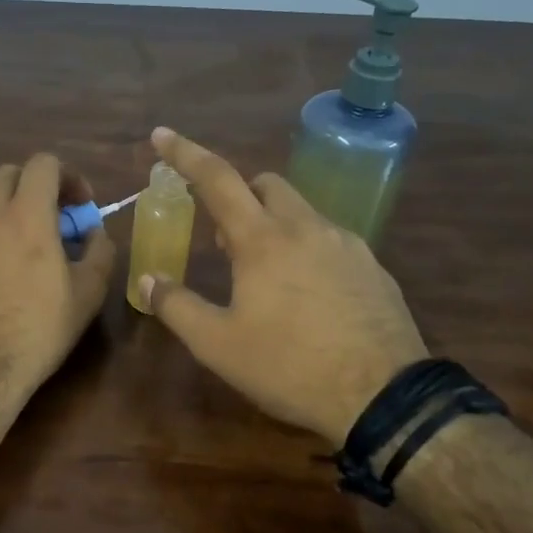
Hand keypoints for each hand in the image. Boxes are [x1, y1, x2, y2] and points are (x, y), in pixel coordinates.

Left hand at [0, 154, 115, 403]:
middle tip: (48, 219)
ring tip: (10, 240)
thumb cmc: (37, 330)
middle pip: (6, 176)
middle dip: (31, 187)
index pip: (44, 164)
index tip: (79, 204)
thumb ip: (100, 252)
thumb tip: (96, 233)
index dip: (67, 175)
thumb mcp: (88, 295)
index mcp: (26, 215)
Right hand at [136, 127, 427, 445]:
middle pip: (266, 184)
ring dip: (274, 223)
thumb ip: (177, 307)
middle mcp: (306, 227)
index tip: (162, 135)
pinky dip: (307, 247)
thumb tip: (148, 280)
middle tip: (224, 239)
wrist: (384, 397)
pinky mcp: (374, 267)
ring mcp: (347, 244)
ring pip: (302, 211)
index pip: (217, 179)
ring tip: (265, 274)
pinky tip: (308, 294)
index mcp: (262, 240)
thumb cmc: (290, 367)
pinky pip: (330, 239)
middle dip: (239, 194)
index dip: (185, 153)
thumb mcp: (218, 345)